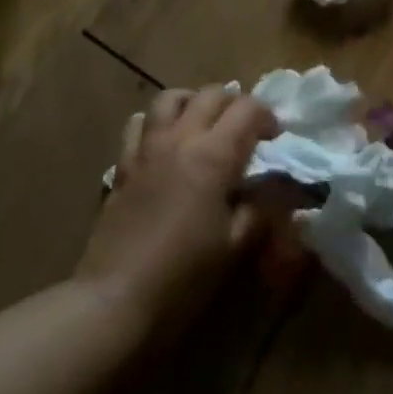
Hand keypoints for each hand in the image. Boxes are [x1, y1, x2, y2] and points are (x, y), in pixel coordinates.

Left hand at [76, 86, 277, 336]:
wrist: (115, 299)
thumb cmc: (184, 275)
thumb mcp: (235, 244)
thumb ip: (261, 208)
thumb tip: (277, 187)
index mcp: (214, 155)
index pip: (248, 109)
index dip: (267, 116)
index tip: (275, 139)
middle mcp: (181, 139)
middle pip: (212, 94)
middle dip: (235, 104)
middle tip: (245, 130)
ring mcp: (147, 149)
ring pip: (171, 98)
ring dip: (194, 102)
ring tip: (204, 123)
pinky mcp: (123, 166)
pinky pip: (138, 124)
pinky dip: (155, 122)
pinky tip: (164, 142)